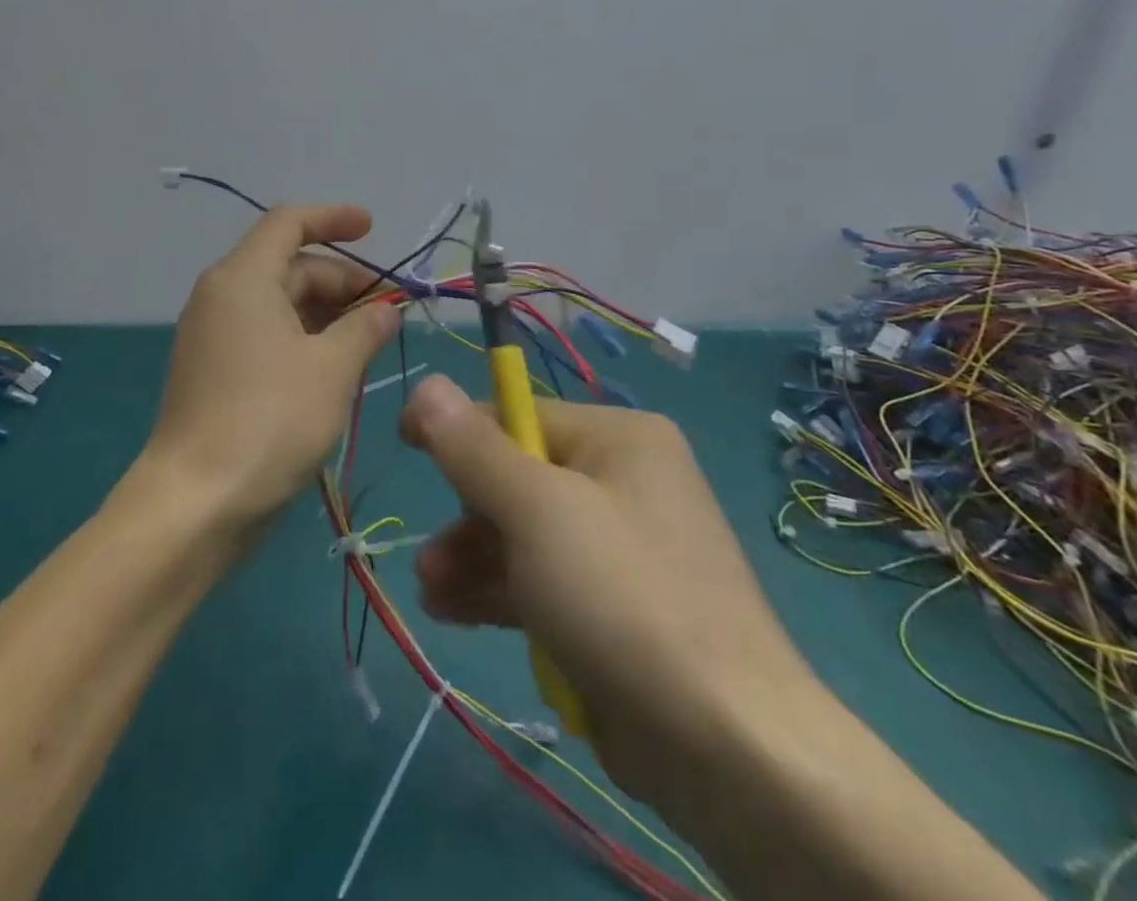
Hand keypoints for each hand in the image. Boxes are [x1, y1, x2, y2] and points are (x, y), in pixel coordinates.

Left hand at [142, 204, 399, 532]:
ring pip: (279, 303)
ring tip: (370, 341)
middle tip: (388, 311)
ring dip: (326, 313)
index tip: (373, 229)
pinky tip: (335, 366)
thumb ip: (365, 328)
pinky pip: (265, 333)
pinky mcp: (214, 369)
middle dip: (341, 281)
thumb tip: (385, 310)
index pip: (289, 223)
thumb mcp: (331, 370)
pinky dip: (303, 338)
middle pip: (289, 266)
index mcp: (243, 278)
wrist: (195, 502)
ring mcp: (213, 334)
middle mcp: (222, 295)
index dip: (333, 219)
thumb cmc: (269, 421)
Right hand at [398, 374, 811, 797]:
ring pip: (527, 535)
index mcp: (619, 439)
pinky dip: (502, 592)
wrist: (729, 751)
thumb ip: (474, 448)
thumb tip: (427, 384)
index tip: (407, 446)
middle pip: (520, 478)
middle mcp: (626, 482)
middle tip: (431, 559)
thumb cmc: (623, 599)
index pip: (519, 414)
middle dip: (467, 516)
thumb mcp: (536, 511)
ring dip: (474, 559)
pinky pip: (545, 581)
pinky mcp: (618, 609)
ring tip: (432, 592)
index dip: (459, 431)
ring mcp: (624, 549)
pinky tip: (454, 613)